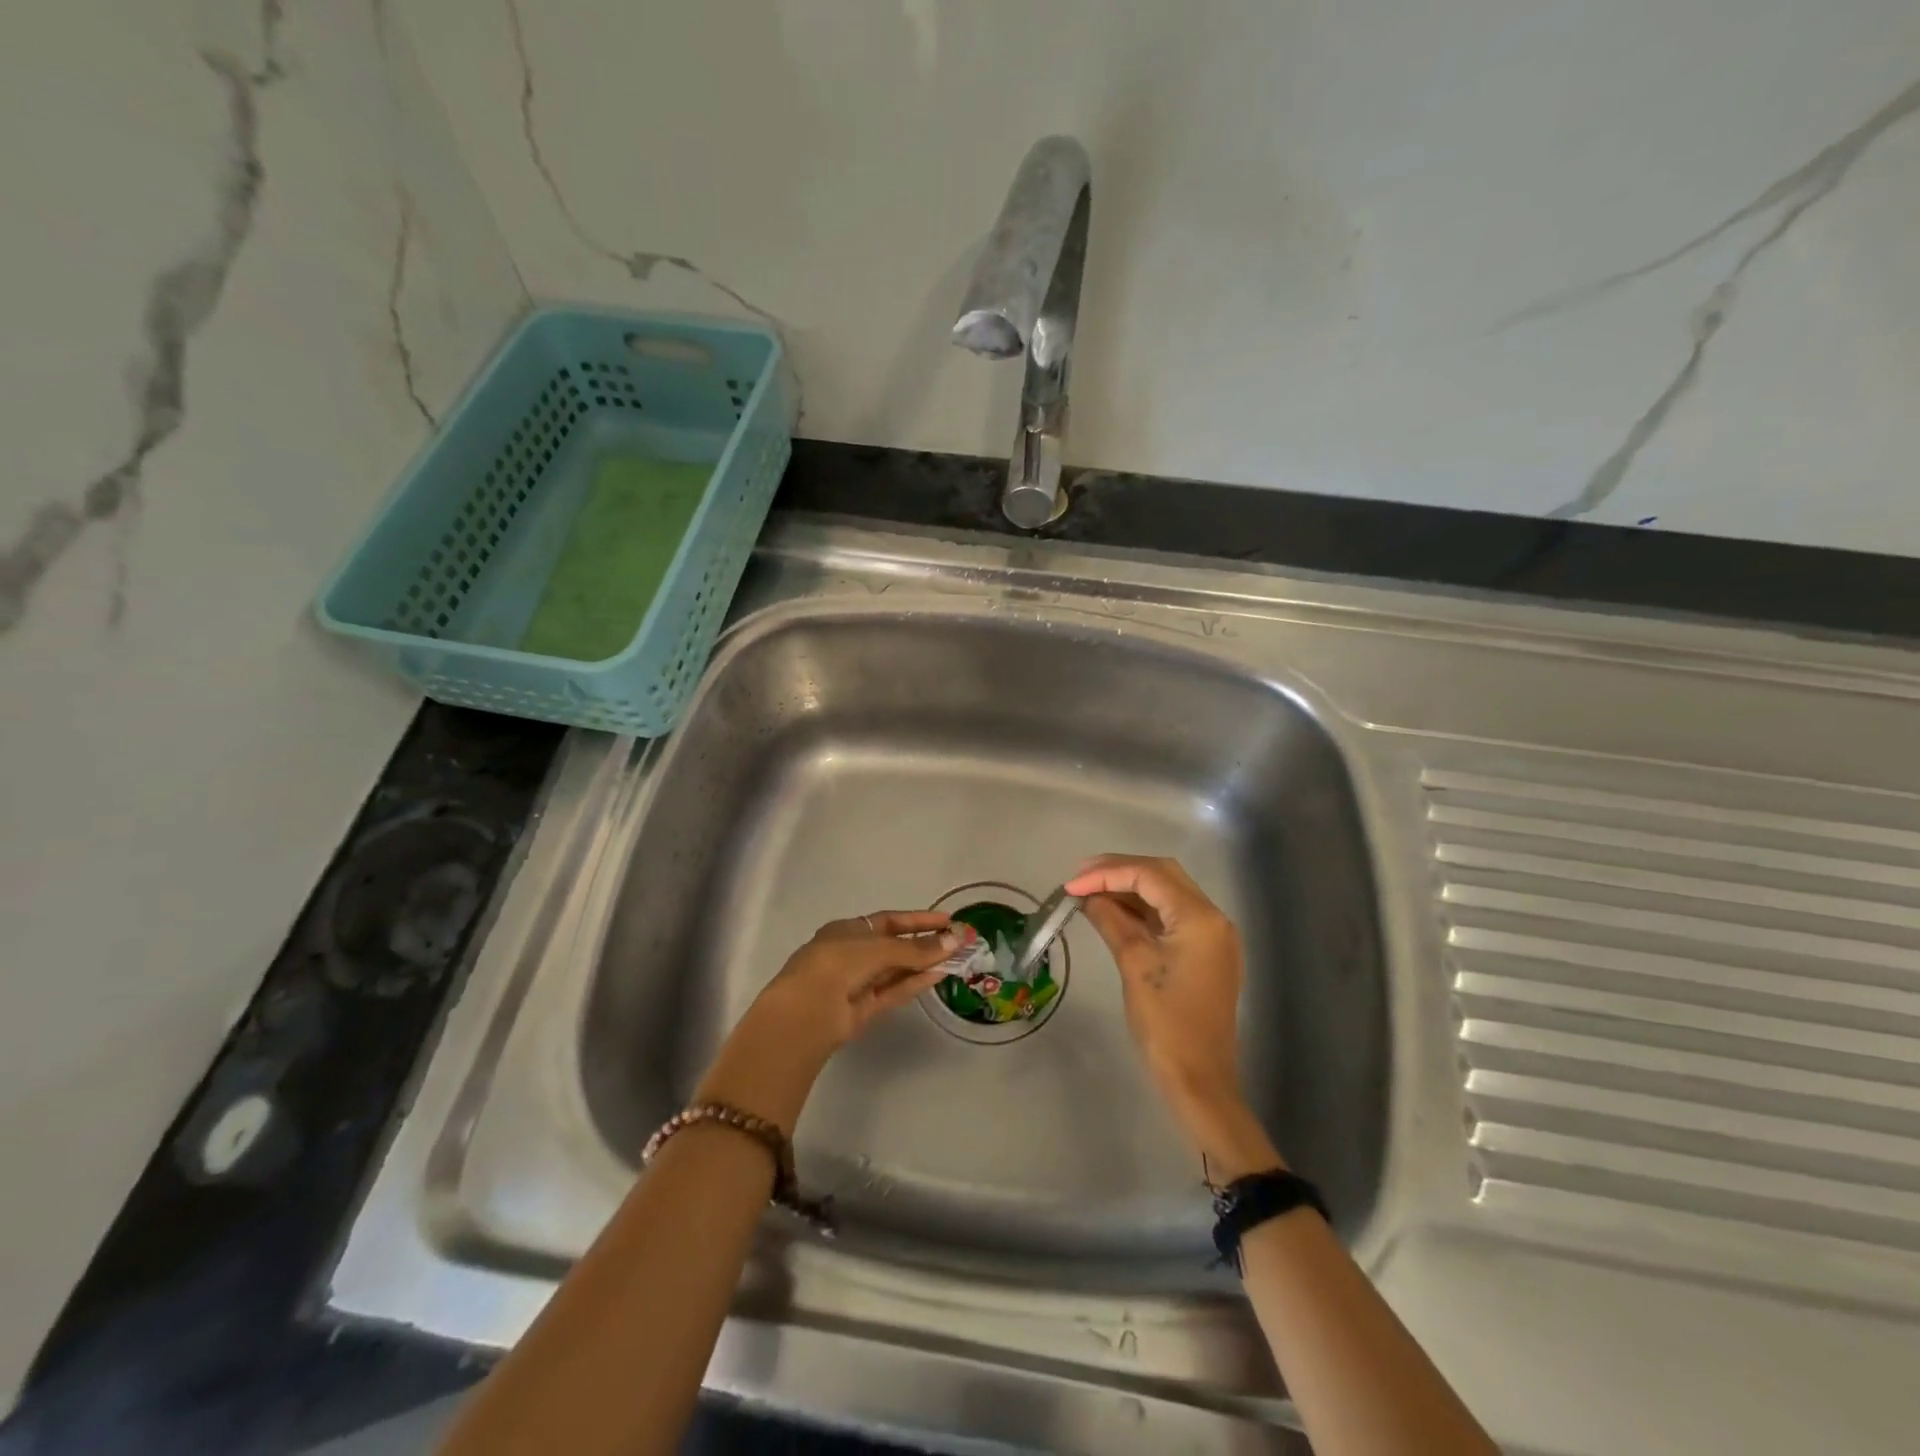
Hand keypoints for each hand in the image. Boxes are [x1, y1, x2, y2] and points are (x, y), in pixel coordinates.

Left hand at [696, 912, 961, 1132]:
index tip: (946, 919)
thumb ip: (916, 948)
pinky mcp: (863, 1010)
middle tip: (958, 941)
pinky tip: (938, 975)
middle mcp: (851, 954)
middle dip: (925, 943)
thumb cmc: (837, 963)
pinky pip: (893, 992)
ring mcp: (856, 984)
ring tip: (956, 958)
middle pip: (894, 946)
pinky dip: (914, 984)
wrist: (806, 1012)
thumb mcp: (878, 947)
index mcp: (846, 930)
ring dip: (924, 964)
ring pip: (896, 971)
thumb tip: (953, 941)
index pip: (888, 921)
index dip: (918, 919)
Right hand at [1063, 856, 1280, 1177]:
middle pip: (1163, 875)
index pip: (1149, 876)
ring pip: (1167, 894)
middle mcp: (1213, 918)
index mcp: (1200, 917)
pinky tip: (1113, 912)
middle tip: (1080, 877)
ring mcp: (1212, 936)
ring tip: (1090, 891)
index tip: (1070, 885)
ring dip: (1130, 888)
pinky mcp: (1205, 953)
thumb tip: (1087, 896)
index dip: (1106, 873)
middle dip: (1119, 871)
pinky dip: (1142, 910)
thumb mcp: (1134, 964)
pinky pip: (1171, 917)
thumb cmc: (1166, 1023)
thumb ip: (1111, 920)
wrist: (1200, 1081)